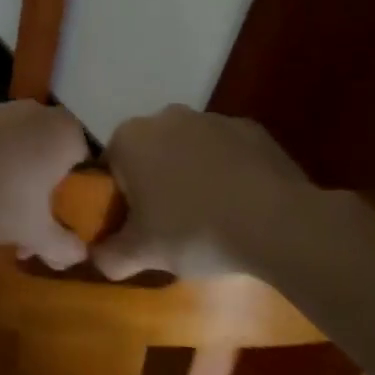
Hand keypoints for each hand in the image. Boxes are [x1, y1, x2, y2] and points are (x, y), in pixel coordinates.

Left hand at [0, 101, 90, 267]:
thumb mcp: (32, 230)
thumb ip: (63, 244)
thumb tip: (80, 255)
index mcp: (64, 131)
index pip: (88, 167)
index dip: (76, 202)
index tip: (59, 227)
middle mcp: (37, 111)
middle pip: (51, 160)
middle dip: (42, 196)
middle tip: (27, 229)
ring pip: (20, 152)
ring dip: (15, 183)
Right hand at [95, 105, 318, 280]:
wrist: (277, 222)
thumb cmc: (194, 230)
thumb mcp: (144, 253)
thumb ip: (110, 255)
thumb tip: (97, 258)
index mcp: (130, 138)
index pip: (111, 168)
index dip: (120, 199)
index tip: (137, 227)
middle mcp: (165, 116)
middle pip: (150, 153)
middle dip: (155, 182)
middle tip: (170, 225)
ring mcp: (212, 118)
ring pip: (189, 149)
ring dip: (192, 174)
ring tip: (210, 217)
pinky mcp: (251, 128)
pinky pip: (227, 151)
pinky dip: (228, 171)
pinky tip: (241, 204)